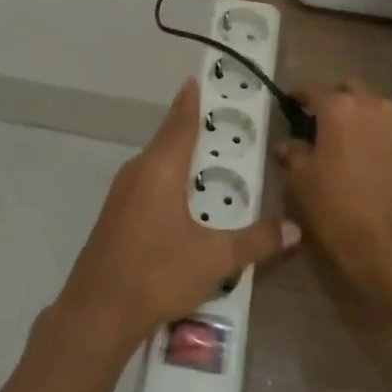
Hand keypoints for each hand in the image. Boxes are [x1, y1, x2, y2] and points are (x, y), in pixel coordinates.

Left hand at [55, 78, 299, 353]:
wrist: (97, 312)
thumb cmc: (158, 273)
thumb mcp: (215, 258)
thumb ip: (256, 241)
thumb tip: (294, 229)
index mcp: (161, 169)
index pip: (180, 122)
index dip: (190, 100)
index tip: (196, 79)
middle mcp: (138, 171)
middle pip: (167, 138)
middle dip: (189, 126)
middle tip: (216, 120)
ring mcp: (121, 193)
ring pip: (155, 162)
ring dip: (177, 155)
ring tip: (205, 157)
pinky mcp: (114, 214)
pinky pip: (145, 182)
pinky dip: (165, 177)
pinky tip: (180, 198)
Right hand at [279, 78, 391, 297]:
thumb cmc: (340, 208)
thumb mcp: (303, 182)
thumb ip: (294, 154)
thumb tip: (290, 144)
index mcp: (339, 108)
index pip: (312, 89)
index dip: (299, 96)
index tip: (291, 106)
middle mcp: (373, 106)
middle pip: (350, 89)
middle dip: (336, 100)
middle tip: (324, 124)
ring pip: (376, 108)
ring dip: (362, 118)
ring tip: (351, 145)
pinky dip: (382, 139)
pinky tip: (375, 164)